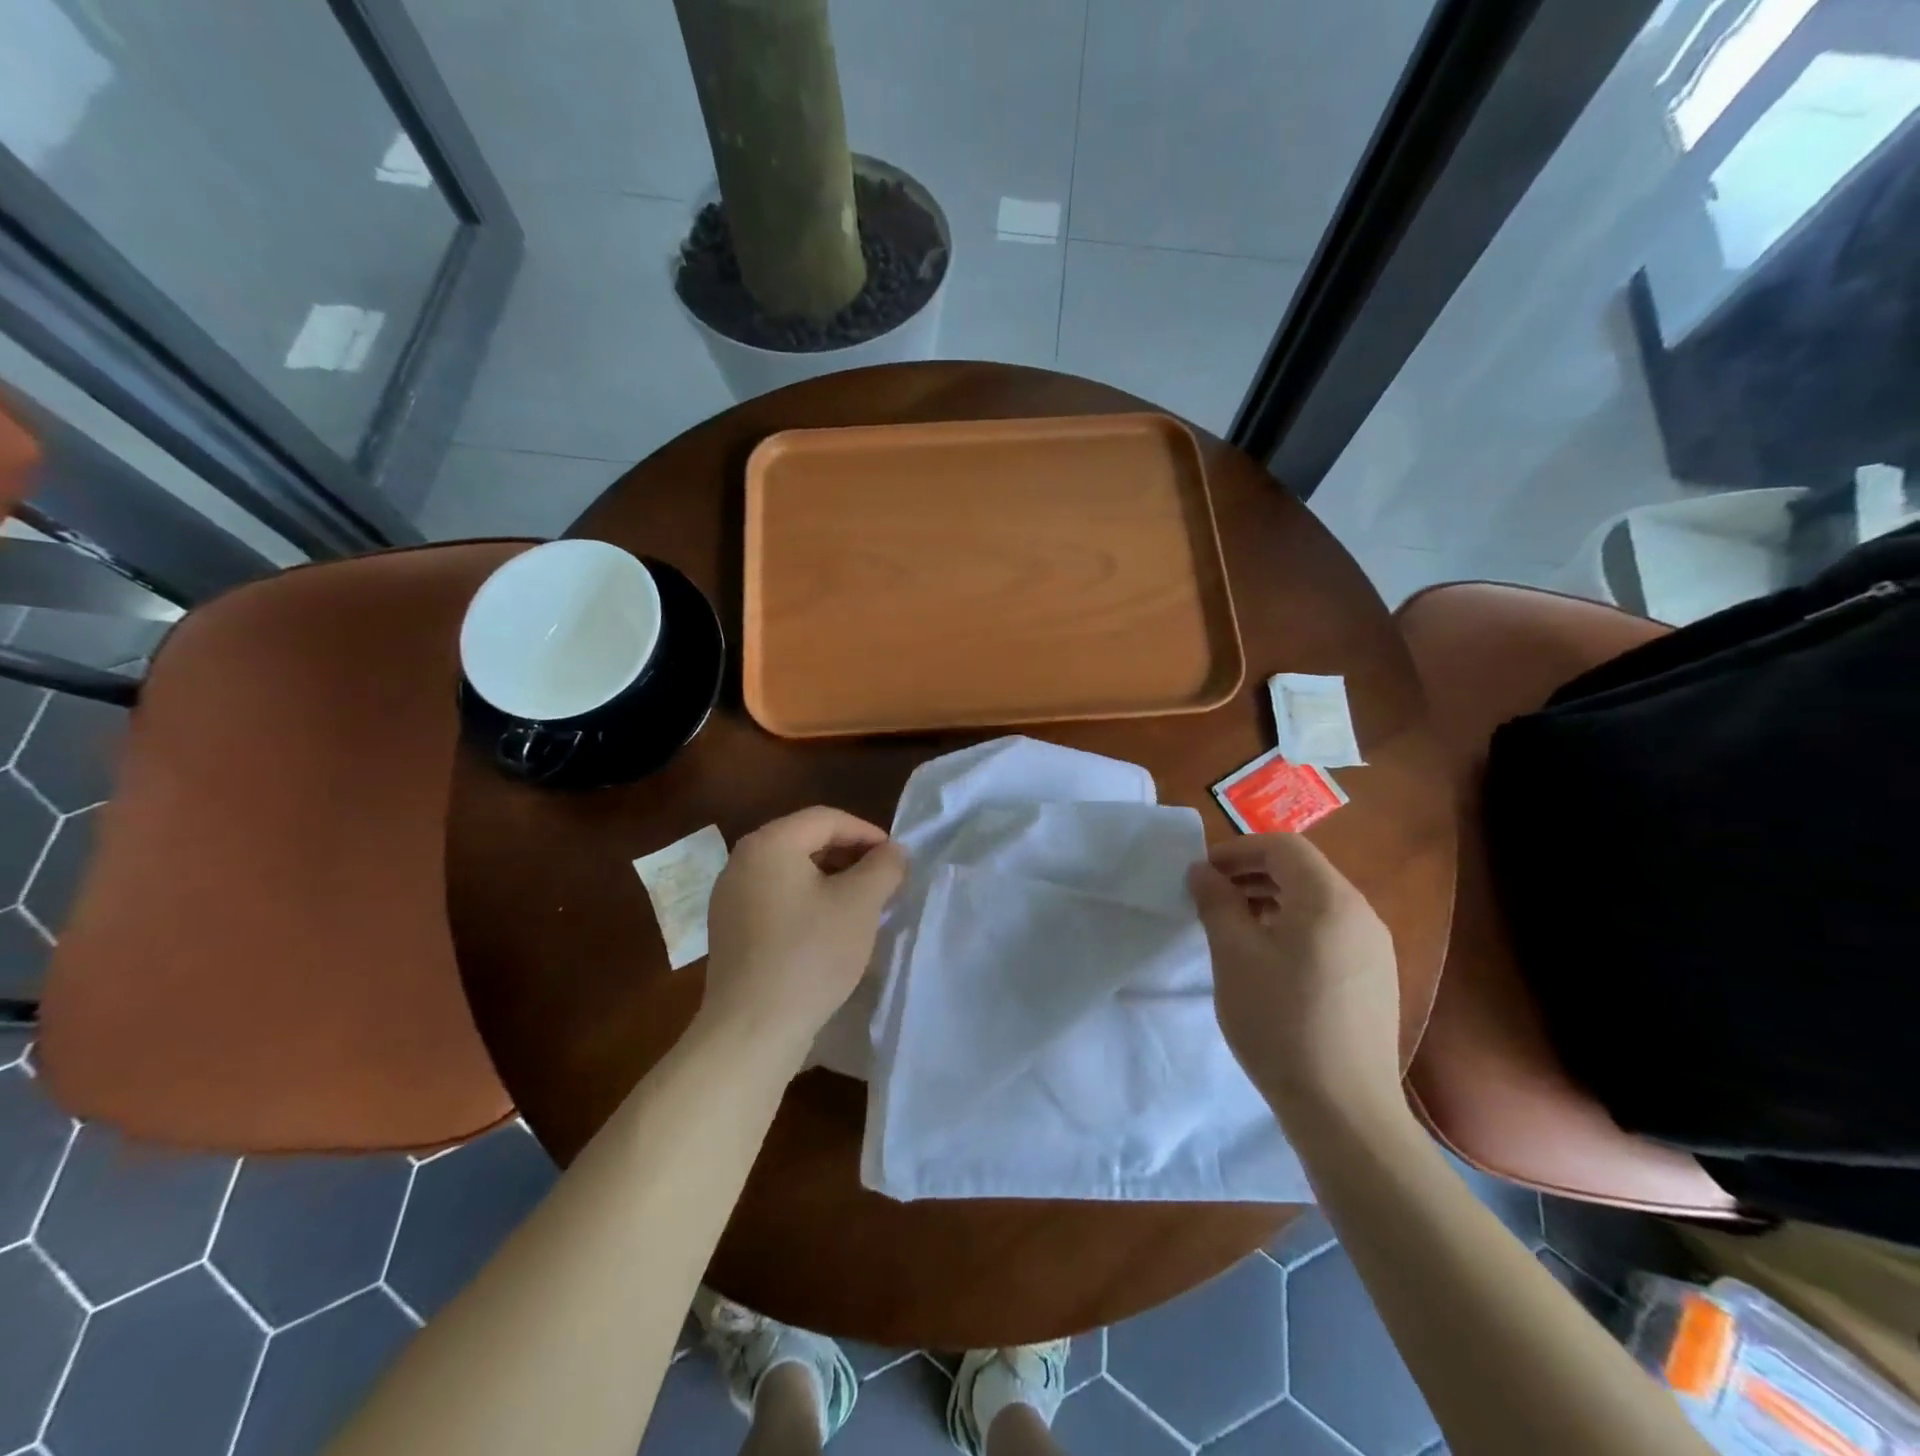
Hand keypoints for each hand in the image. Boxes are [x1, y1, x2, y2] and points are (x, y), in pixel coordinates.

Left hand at [696, 807, 906, 1066]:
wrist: (752, 1029)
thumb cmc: (810, 955)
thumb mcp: (860, 904)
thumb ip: (884, 867)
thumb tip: (893, 852)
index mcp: (769, 843)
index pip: (826, 819)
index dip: (867, 833)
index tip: (896, 859)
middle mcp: (741, 861)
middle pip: (805, 841)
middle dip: (849, 856)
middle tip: (882, 881)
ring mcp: (729, 897)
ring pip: (791, 872)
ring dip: (830, 880)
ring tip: (860, 906)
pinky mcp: (729, 930)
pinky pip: (775, 899)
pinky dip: (806, 902)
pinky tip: (828, 930)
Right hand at [1188, 834, 1401, 1121]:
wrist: (1344, 1109)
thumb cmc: (1280, 1021)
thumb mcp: (1234, 955)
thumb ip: (1216, 903)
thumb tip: (1202, 871)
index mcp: (1329, 899)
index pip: (1283, 847)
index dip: (1238, 850)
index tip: (1202, 873)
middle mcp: (1361, 913)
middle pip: (1302, 870)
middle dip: (1252, 872)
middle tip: (1211, 895)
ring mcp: (1374, 948)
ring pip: (1316, 901)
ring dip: (1271, 899)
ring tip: (1233, 924)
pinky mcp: (1375, 978)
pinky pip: (1330, 930)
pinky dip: (1293, 925)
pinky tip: (1268, 958)